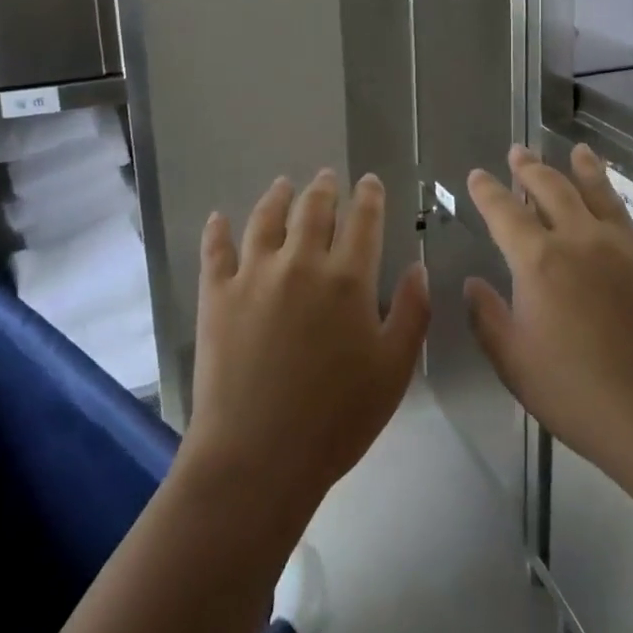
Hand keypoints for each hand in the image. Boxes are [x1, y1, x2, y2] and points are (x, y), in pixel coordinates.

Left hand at [184, 171, 429, 532]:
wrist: (258, 456)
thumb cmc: (337, 418)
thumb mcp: (394, 369)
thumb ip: (411, 312)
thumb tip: (417, 267)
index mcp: (348, 278)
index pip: (363, 220)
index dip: (369, 196)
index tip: (370, 181)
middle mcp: (301, 262)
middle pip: (314, 210)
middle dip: (325, 188)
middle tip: (327, 176)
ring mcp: (254, 275)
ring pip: (266, 219)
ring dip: (277, 197)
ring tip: (283, 184)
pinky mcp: (217, 295)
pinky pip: (216, 251)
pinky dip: (217, 230)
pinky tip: (218, 218)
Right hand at [464, 144, 632, 499]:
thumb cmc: (579, 393)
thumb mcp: (514, 364)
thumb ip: (488, 318)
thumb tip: (472, 283)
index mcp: (539, 260)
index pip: (504, 212)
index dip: (487, 191)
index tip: (477, 174)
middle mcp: (582, 239)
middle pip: (552, 189)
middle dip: (531, 168)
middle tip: (519, 151)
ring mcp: (628, 246)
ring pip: (603, 193)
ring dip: (587, 169)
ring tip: (579, 149)